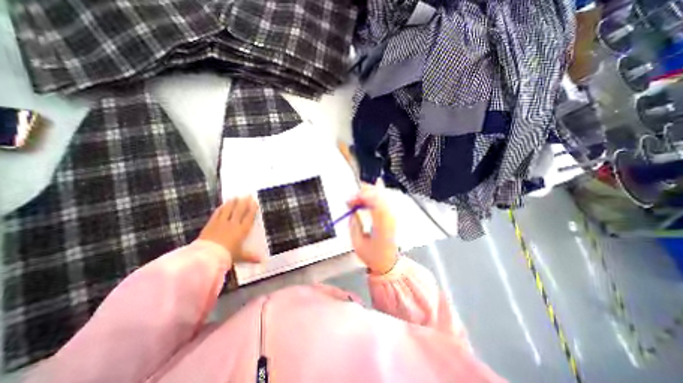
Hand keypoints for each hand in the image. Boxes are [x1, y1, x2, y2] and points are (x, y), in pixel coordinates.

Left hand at [198, 197, 262, 262]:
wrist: (207, 256)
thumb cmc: (227, 256)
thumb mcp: (240, 256)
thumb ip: (251, 257)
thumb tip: (263, 260)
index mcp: (242, 230)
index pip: (249, 217)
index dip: (252, 209)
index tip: (255, 202)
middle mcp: (233, 224)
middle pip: (240, 210)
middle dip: (244, 202)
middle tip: (248, 195)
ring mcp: (222, 223)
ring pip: (229, 210)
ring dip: (233, 202)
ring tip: (236, 196)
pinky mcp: (211, 224)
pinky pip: (217, 213)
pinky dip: (221, 208)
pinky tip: (222, 205)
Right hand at [348, 185, 400, 274]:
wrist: (388, 264)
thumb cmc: (373, 256)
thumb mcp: (357, 242)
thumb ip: (354, 223)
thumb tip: (351, 209)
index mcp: (382, 225)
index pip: (376, 202)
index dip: (362, 196)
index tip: (350, 200)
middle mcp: (390, 218)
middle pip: (380, 195)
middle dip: (364, 193)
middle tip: (352, 199)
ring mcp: (393, 216)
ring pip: (382, 196)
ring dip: (368, 195)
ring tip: (357, 200)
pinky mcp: (392, 216)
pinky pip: (383, 201)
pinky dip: (373, 198)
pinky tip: (366, 201)